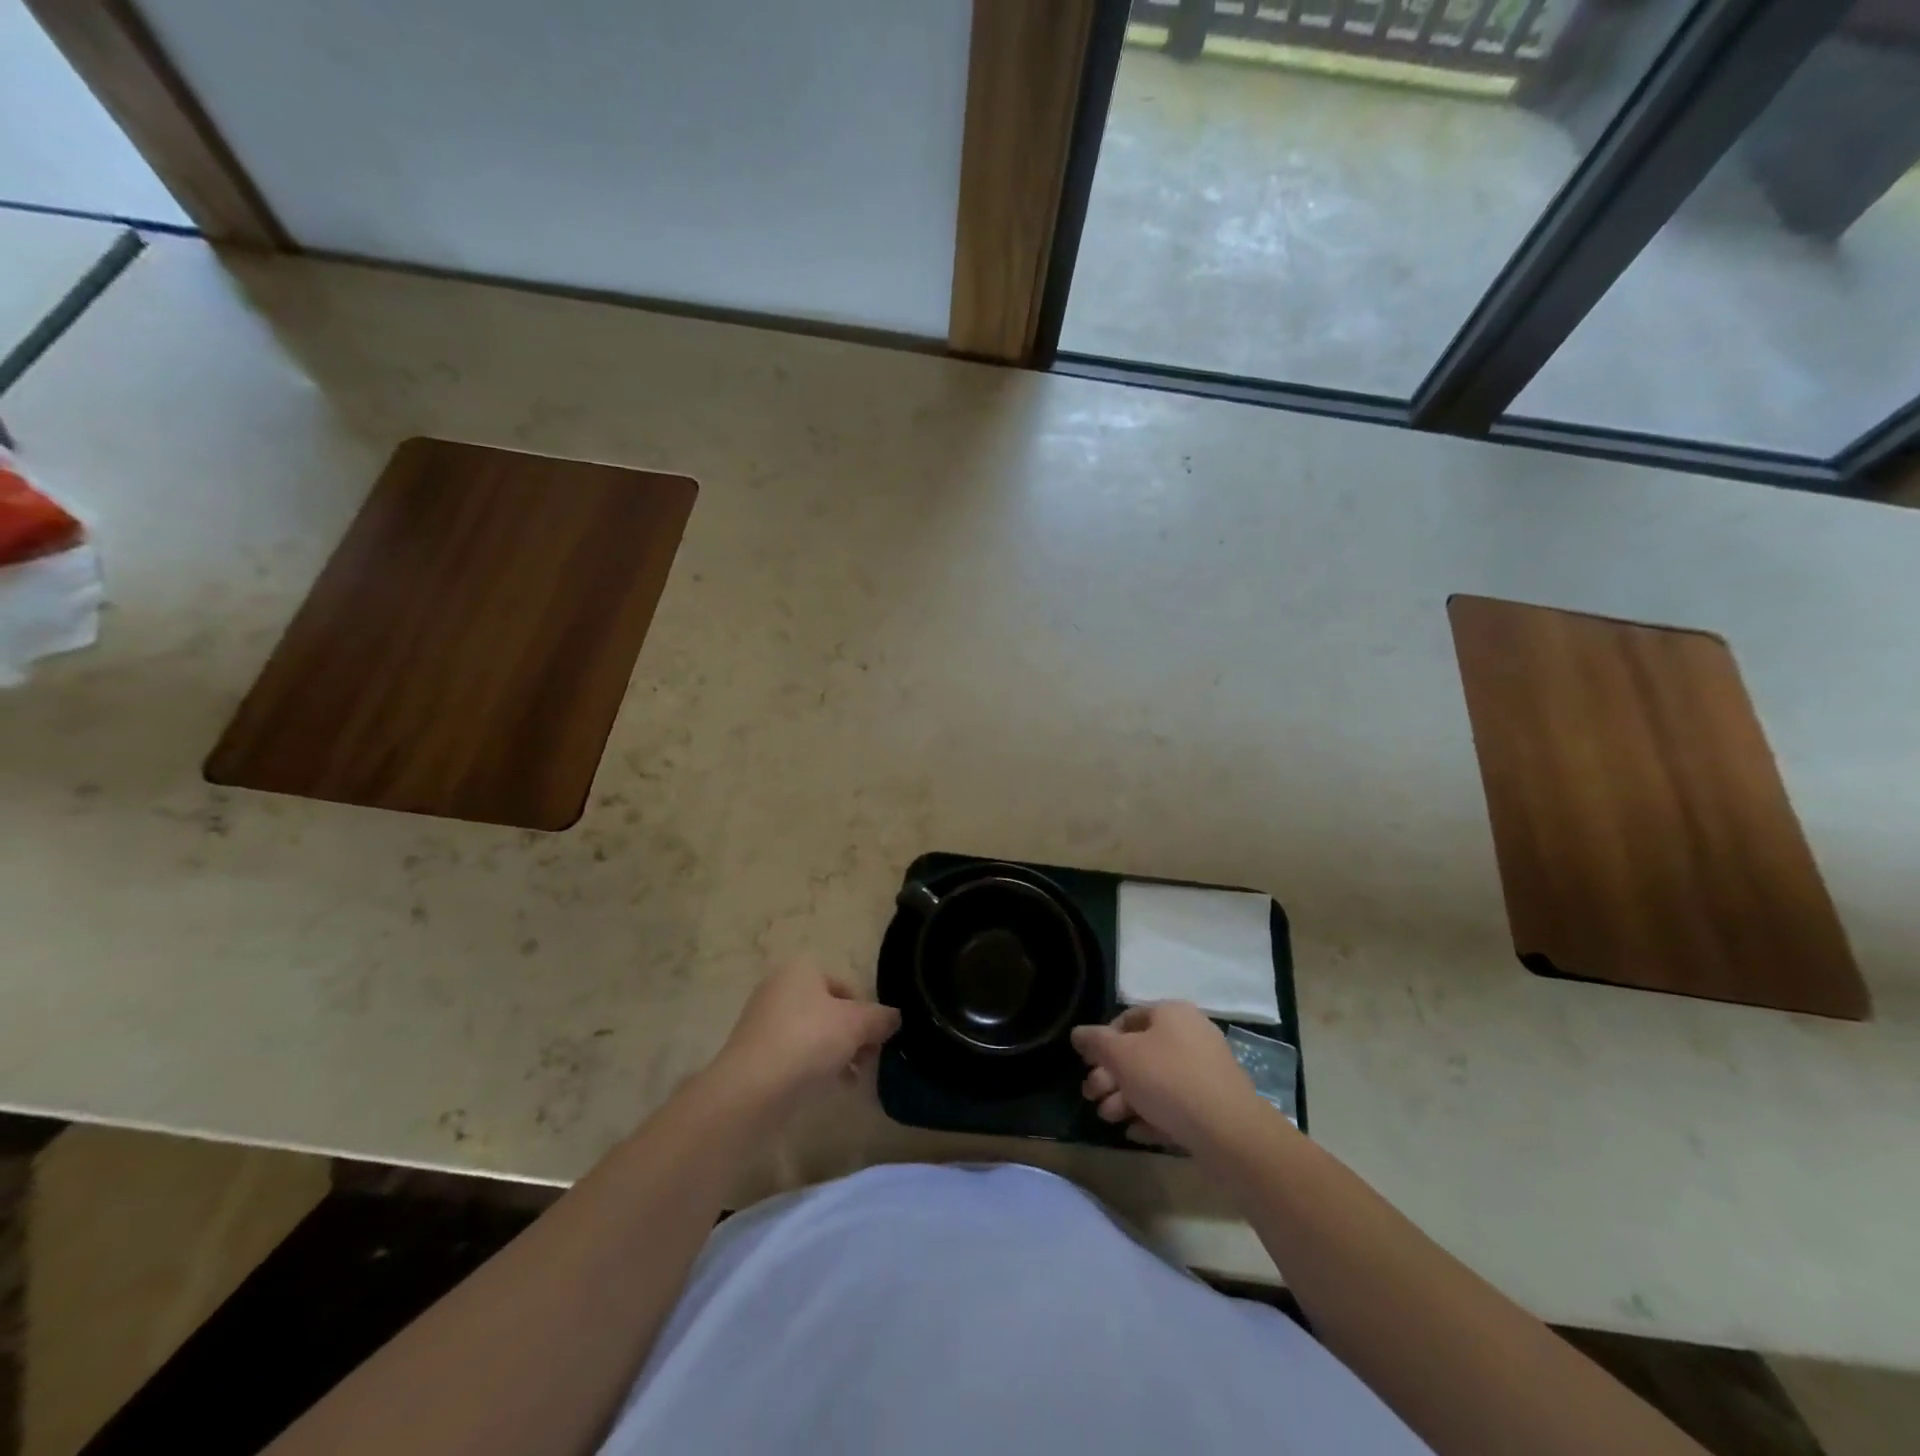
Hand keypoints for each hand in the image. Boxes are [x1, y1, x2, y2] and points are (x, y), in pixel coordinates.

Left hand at [708, 961, 900, 1115]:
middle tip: (867, 1061)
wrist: (751, 1090)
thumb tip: (894, 1017)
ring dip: (837, 1053)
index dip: (867, 1013)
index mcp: (801, 969)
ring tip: (852, 1079)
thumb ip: (880, 1017)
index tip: (877, 1040)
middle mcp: (779, 987)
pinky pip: (794, 1054)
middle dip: (853, 1036)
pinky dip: (813, 1067)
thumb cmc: (808, 1041)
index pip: (847, 986)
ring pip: (813, 1034)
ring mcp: (763, 1021)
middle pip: (830, 1010)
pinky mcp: (754, 1053)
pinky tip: (828, 1088)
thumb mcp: (857, 1025)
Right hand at [1073, 1002, 1271, 1157]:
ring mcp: (1205, 1071)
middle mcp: (1191, 1035)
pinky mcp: (1214, 1105)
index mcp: (1172, 1014)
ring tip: (1109, 1119)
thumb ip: (1096, 1042)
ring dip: (1127, 1099)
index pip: (1128, 1018)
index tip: (1088, 1065)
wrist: (1229, 1132)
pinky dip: (1153, 1115)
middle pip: (1140, 1053)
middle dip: (1111, 1077)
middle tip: (1091, 1097)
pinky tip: (1135, 1133)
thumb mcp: (1121, 1056)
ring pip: (1156, 1081)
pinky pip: (1176, 1105)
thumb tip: (1078, 1033)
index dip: (1103, 1040)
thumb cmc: (1169, 1080)